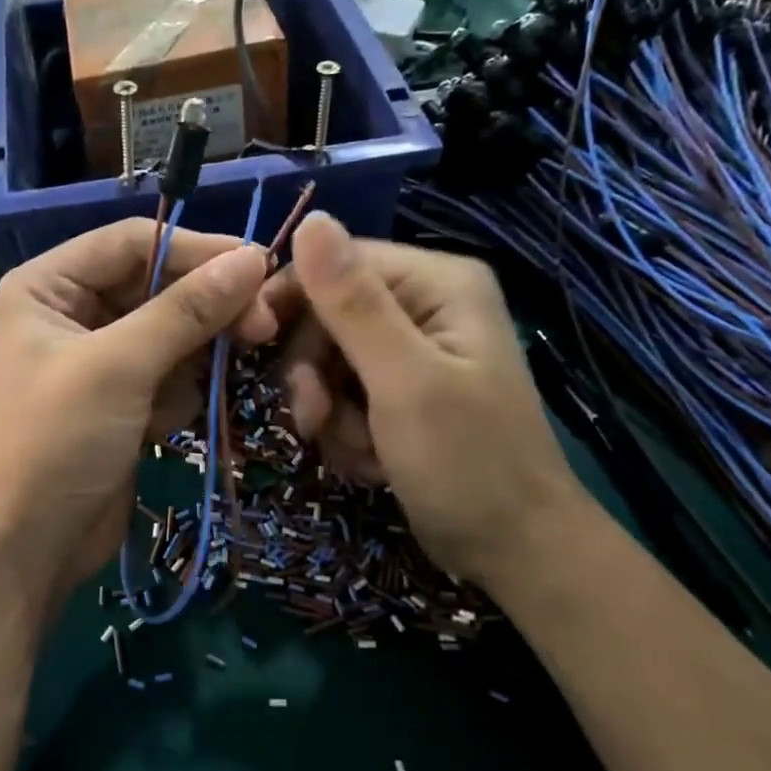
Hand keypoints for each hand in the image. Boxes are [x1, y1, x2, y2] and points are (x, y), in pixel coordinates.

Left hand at [0, 218, 276, 612]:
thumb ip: (186, 310)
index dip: (196, 250)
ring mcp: (100, 357)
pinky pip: (170, 372)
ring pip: (172, 331)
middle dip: (204, 310)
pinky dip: (178, 394)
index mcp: (48, 285)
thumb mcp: (120, 367)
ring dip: (193, 358)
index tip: (258, 266)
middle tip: (262, 327)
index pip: (133, 242)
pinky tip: (163, 427)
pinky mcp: (123, 398)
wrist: (30, 546)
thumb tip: (252, 259)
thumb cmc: (57, 442)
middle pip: (158, 285)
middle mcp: (72, 311)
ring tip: (187, 395)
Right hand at [265, 212, 584, 588]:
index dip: (291, 299)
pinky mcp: (401, 394)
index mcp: (436, 283)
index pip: (337, 262)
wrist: (516, 552)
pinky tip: (372, 462)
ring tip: (358, 452)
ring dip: (329, 412)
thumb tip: (311, 219)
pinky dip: (346, 431)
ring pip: (328, 362)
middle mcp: (424, 307)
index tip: (254, 346)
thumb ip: (353, 304)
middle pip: (327, 315)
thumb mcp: (404, 382)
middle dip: (314, 373)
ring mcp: (412, 353)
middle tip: (316, 421)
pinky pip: (344, 396)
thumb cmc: (467, 464)